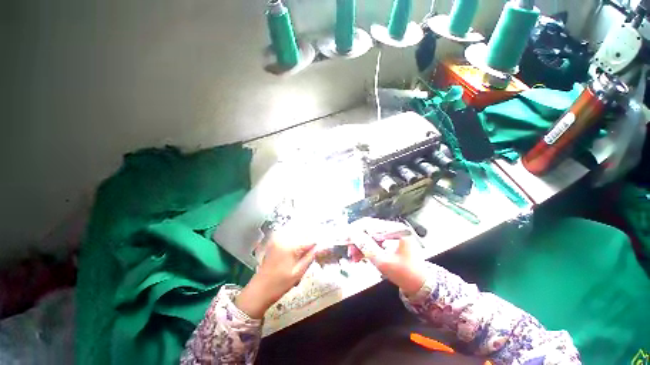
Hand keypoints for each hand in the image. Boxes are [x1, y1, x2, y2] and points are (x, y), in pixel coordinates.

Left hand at [235, 235, 316, 318]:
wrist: (258, 291)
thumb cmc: (279, 284)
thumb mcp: (298, 273)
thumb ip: (309, 258)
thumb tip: (317, 248)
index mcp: (290, 246)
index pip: (309, 241)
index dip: (315, 245)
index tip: (320, 249)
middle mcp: (283, 239)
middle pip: (301, 236)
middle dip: (308, 243)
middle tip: (312, 251)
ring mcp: (276, 240)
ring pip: (295, 236)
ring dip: (301, 242)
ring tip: (303, 252)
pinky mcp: (273, 243)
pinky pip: (287, 239)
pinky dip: (293, 242)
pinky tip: (294, 253)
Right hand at [350, 218, 426, 296]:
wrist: (421, 286)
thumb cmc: (405, 274)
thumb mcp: (383, 261)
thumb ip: (367, 246)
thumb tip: (351, 234)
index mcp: (395, 229)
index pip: (369, 224)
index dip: (355, 230)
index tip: (344, 238)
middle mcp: (392, 228)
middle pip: (368, 228)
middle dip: (357, 240)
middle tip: (349, 251)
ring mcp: (391, 234)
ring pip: (369, 235)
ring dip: (360, 245)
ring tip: (353, 257)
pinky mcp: (389, 240)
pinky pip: (373, 241)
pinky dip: (366, 248)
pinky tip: (360, 257)